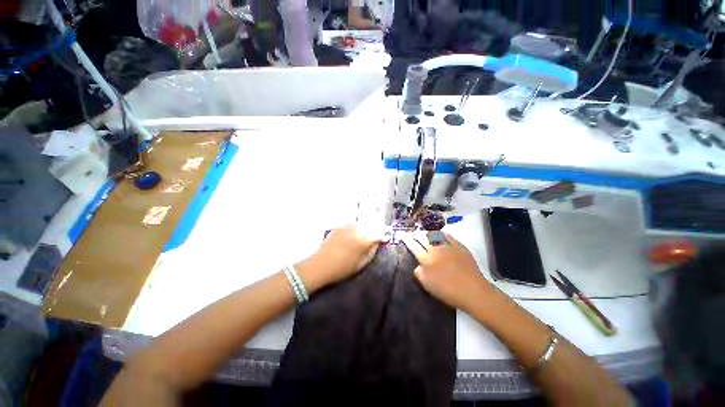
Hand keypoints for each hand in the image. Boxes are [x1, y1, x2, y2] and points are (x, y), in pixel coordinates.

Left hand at [296, 226, 386, 291]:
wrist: (320, 265)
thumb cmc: (342, 269)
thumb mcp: (360, 264)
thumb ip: (371, 252)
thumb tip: (377, 243)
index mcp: (362, 242)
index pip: (377, 234)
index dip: (383, 235)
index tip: (386, 238)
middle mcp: (355, 231)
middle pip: (370, 225)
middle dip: (376, 228)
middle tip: (379, 232)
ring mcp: (346, 228)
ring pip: (361, 224)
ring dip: (366, 227)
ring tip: (368, 232)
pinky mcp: (339, 227)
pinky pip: (351, 225)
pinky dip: (356, 228)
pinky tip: (355, 234)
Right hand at [402, 232, 493, 310]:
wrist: (472, 291)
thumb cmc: (448, 291)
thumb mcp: (427, 285)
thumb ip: (419, 273)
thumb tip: (418, 266)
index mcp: (426, 260)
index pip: (413, 246)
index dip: (407, 240)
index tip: (402, 235)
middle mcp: (436, 250)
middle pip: (423, 238)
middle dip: (416, 234)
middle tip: (412, 233)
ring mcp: (448, 247)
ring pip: (435, 235)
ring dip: (427, 233)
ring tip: (424, 233)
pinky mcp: (459, 247)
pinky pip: (448, 236)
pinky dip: (442, 234)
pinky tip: (440, 234)